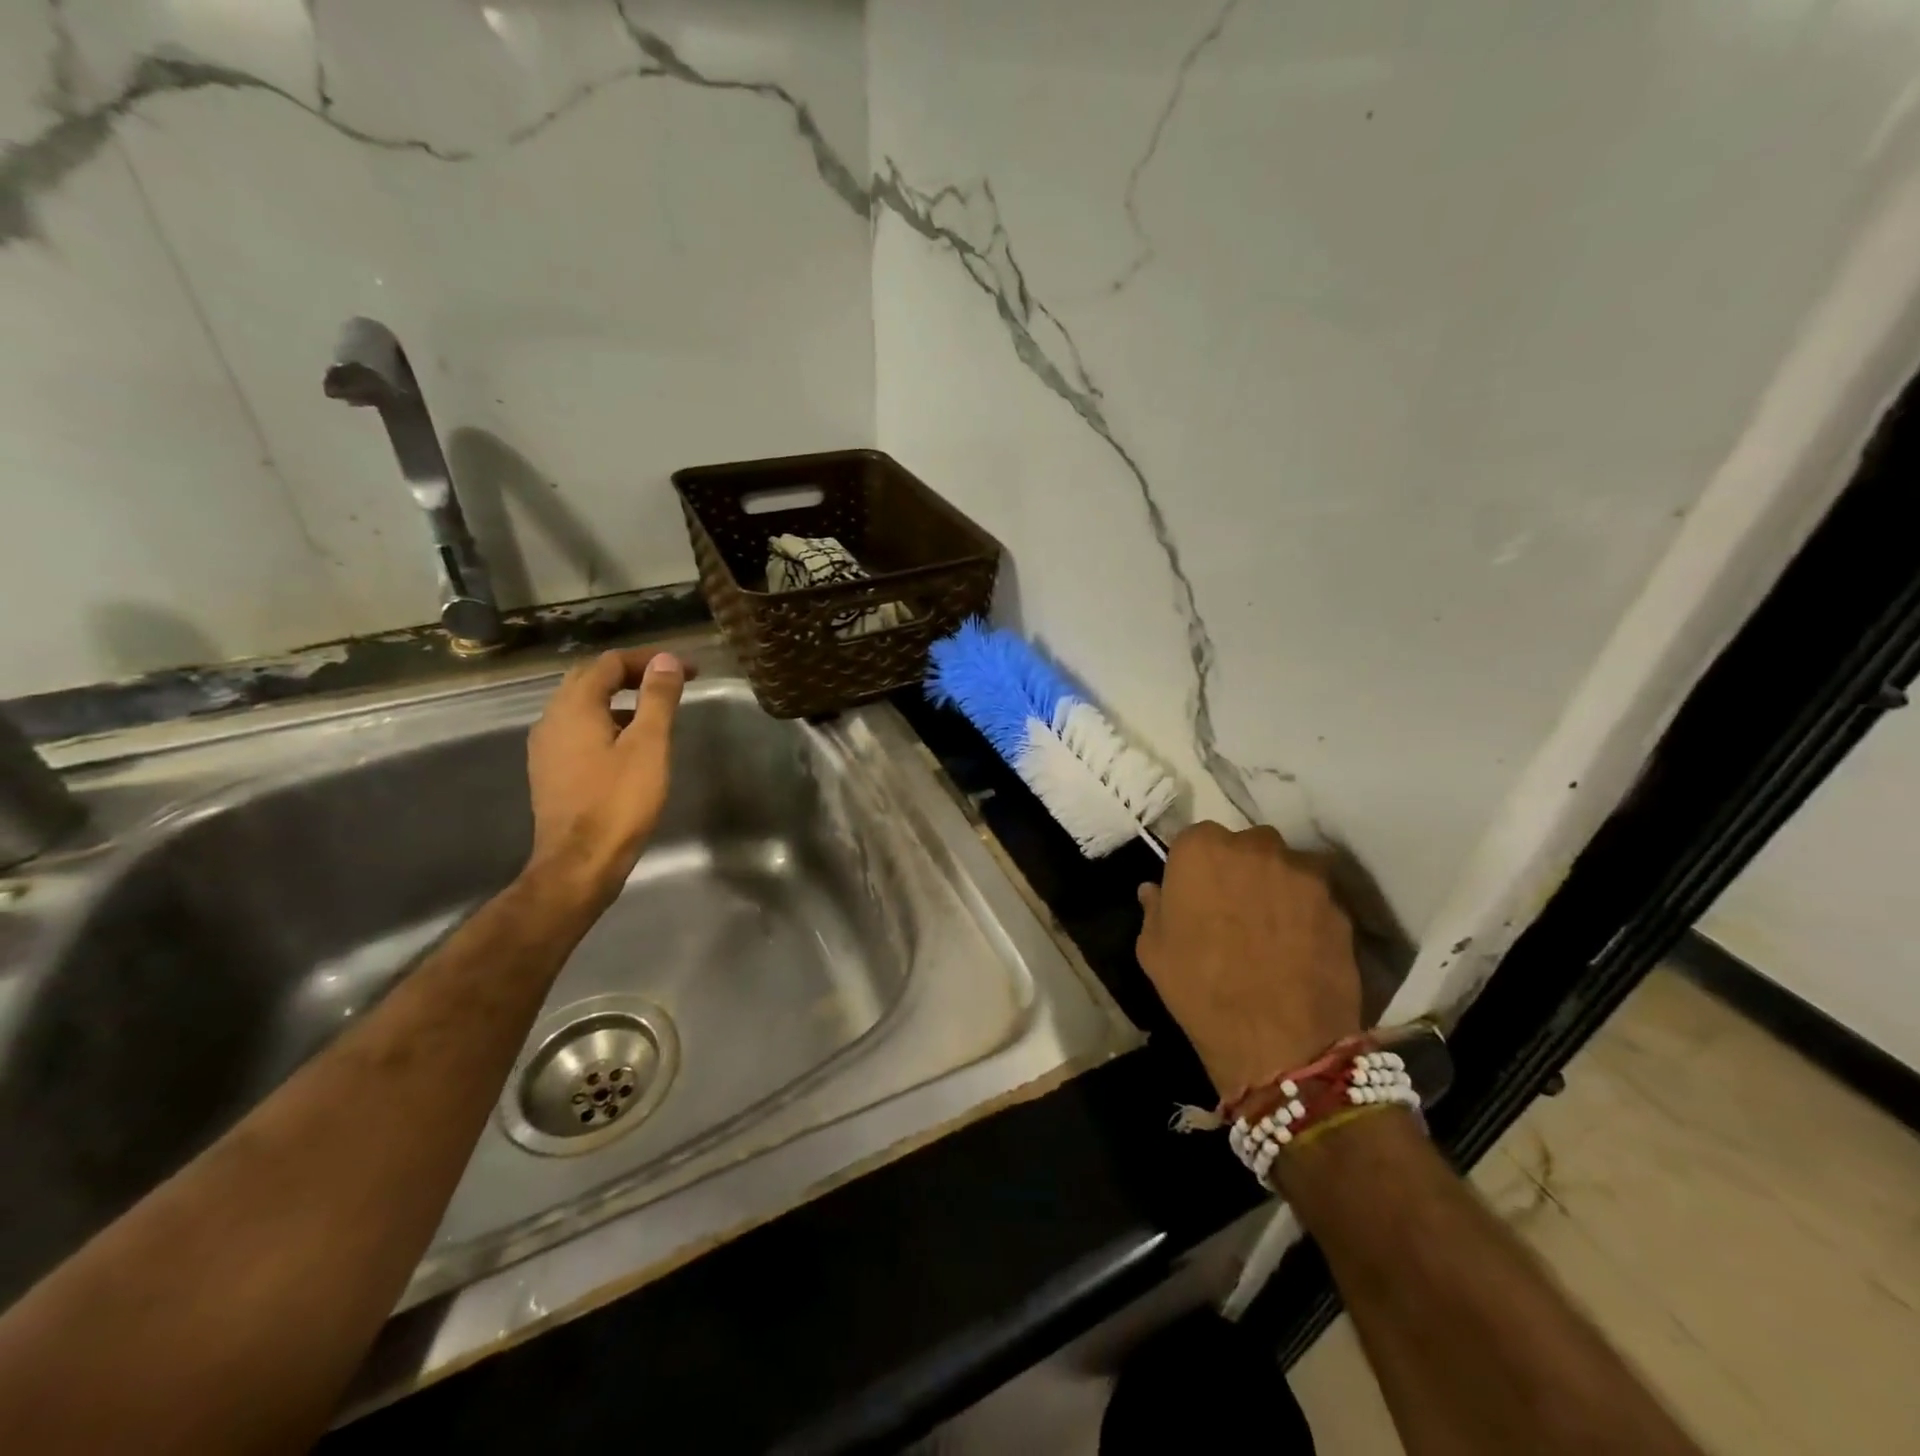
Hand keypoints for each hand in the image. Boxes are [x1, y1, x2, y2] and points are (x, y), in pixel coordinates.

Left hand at [523, 648, 688, 907]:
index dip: (650, 660)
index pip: (610, 663)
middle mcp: (552, 719)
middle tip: (670, 681)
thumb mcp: (649, 745)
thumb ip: (657, 699)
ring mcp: (547, 746)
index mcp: (575, 707)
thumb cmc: (619, 801)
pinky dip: (607, 721)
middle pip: (590, 679)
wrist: (580, 862)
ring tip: (655, 710)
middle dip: (632, 674)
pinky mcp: (550, 770)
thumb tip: (666, 662)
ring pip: (582, 705)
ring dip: (619, 698)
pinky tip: (629, 743)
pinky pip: (578, 730)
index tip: (687, 669)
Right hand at [1136, 823, 1362, 1097]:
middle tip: (1233, 908)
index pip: (1193, 840)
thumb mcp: (1153, 951)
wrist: (1280, 1044)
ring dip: (1276, 884)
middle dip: (1238, 868)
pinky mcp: (1339, 904)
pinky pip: (1315, 896)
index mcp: (1201, 849)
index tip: (1193, 895)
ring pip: (1285, 866)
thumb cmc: (1200, 989)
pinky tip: (1299, 945)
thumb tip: (1153, 890)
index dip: (1193, 869)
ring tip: (1272, 926)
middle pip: (1244, 845)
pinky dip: (1306, 911)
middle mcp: (1255, 846)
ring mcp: (1303, 873)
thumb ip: (1154, 909)